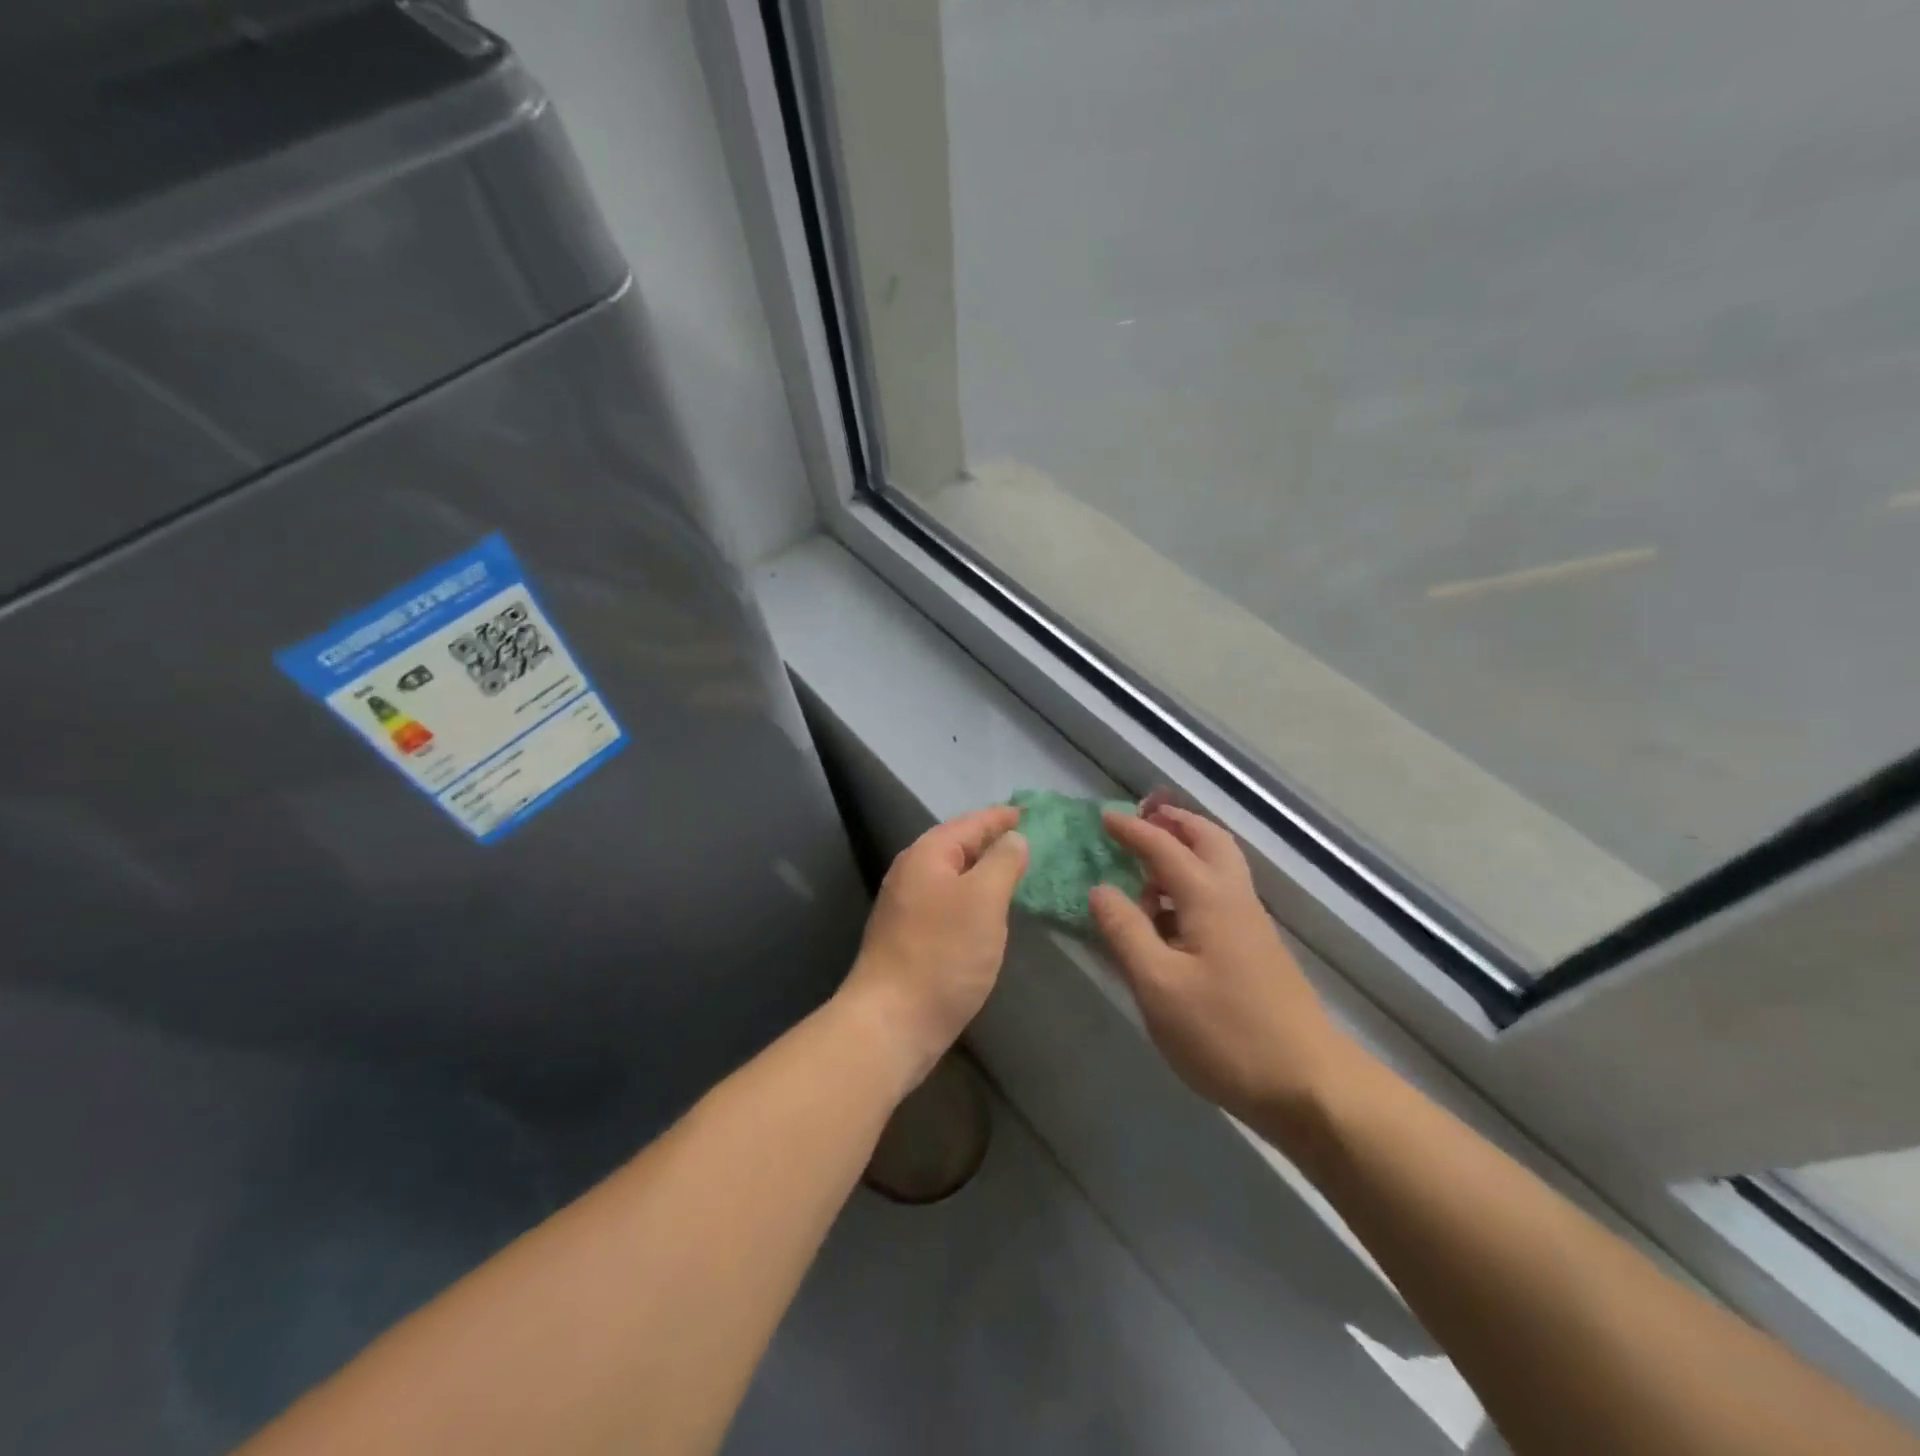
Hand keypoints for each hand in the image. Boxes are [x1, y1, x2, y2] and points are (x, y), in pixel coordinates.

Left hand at [839, 806, 1028, 1089]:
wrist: (892, 1021)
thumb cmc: (943, 953)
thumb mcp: (984, 900)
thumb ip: (1002, 863)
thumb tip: (1013, 839)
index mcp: (926, 855)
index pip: (969, 823)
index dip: (999, 817)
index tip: (1027, 812)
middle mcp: (911, 874)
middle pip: (956, 846)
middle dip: (989, 841)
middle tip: (1024, 839)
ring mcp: (906, 907)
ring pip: (951, 876)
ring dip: (980, 870)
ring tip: (1011, 870)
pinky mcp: (909, 937)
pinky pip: (947, 902)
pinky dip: (971, 897)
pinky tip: (986, 911)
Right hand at [1089, 805, 1362, 1136]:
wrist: (1310, 1086)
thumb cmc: (1226, 1033)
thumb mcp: (1159, 985)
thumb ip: (1126, 932)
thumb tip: (1100, 889)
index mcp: (1210, 898)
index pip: (1165, 848)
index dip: (1133, 830)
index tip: (1105, 818)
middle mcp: (1235, 900)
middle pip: (1209, 841)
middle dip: (1175, 823)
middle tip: (1143, 818)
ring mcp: (1252, 926)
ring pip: (1221, 866)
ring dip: (1188, 850)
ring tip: (1149, 866)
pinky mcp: (1258, 951)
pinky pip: (1222, 894)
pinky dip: (1194, 882)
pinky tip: (1172, 916)